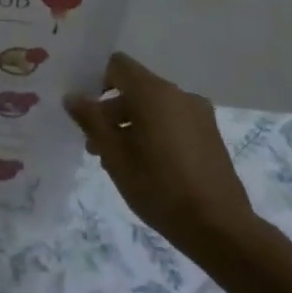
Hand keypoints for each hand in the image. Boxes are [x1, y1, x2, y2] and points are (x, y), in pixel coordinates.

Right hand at [67, 53, 259, 251]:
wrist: (218, 227)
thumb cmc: (159, 187)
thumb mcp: (115, 155)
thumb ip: (91, 120)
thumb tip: (73, 96)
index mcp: (155, 93)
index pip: (118, 65)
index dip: (95, 80)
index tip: (84, 110)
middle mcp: (179, 95)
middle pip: (135, 88)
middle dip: (110, 111)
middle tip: (94, 145)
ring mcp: (199, 114)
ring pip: (153, 107)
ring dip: (130, 124)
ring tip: (117, 161)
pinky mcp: (209, 134)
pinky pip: (172, 121)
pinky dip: (153, 132)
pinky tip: (146, 166)